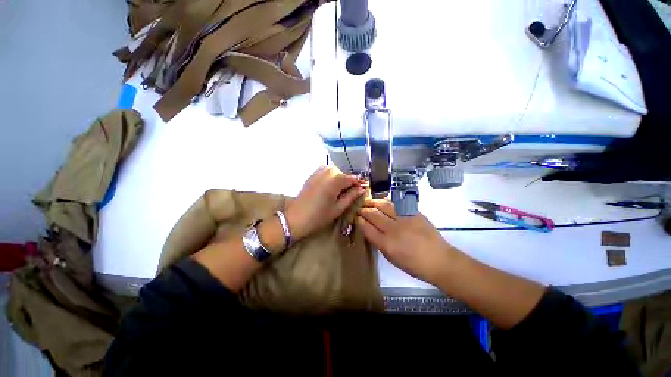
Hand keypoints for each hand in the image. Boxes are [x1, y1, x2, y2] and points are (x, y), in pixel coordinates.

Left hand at [285, 166, 365, 240]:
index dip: (359, 183)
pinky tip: (331, 184)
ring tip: (341, 188)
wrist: (295, 218)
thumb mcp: (338, 209)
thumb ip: (351, 197)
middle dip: (349, 180)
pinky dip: (330, 175)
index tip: (364, 188)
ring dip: (339, 177)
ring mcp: (317, 173)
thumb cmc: (318, 216)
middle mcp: (326, 173)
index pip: (351, 178)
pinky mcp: (311, 176)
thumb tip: (361, 189)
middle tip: (352, 191)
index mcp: (334, 181)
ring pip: (334, 170)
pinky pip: (324, 171)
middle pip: (342, 173)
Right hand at [356, 198, 455, 283]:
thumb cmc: (413, 265)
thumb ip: (378, 242)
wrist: (439, 260)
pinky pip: (396, 204)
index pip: (367, 228)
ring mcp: (404, 219)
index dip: (359, 221)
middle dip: (363, 210)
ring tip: (367, 200)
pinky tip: (382, 201)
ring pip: (384, 205)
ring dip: (373, 202)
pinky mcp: (414, 213)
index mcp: (386, 244)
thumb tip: (368, 229)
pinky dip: (386, 201)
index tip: (355, 217)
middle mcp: (394, 229)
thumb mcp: (391, 258)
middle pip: (373, 214)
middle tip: (359, 208)